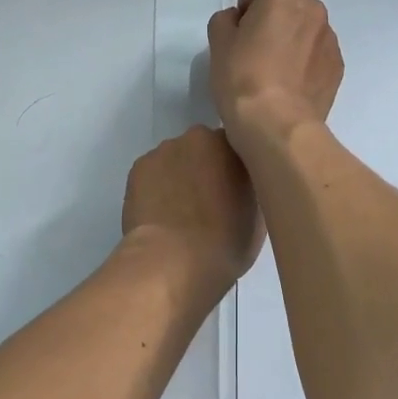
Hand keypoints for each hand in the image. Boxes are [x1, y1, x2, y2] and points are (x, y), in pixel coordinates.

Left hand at [122, 126, 263, 304]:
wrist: (172, 261)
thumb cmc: (226, 242)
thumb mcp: (258, 217)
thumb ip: (250, 188)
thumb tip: (241, 187)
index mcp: (233, 144)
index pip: (237, 146)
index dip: (235, 168)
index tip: (235, 190)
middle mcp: (198, 137)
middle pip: (204, 148)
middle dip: (206, 167)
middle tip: (209, 201)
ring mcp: (164, 150)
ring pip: (176, 159)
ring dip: (180, 176)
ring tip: (180, 211)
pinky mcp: (138, 167)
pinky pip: (154, 173)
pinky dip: (157, 187)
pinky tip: (159, 213)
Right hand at [207, 0, 343, 146]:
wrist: (277, 124)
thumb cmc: (242, 77)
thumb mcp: (218, 42)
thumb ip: (227, 20)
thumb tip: (239, 21)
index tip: (244, 22)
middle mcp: (313, 10)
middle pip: (294, 1)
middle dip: (277, 15)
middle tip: (256, 46)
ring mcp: (330, 39)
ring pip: (308, 27)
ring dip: (294, 38)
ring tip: (274, 69)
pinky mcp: (338, 66)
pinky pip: (319, 53)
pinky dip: (306, 61)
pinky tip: (290, 85)